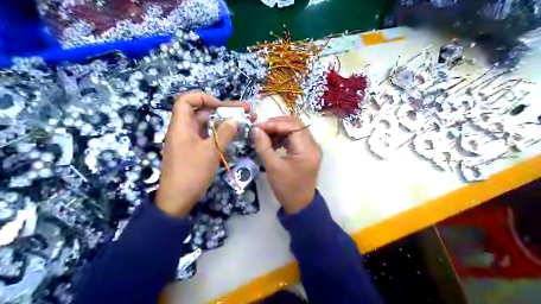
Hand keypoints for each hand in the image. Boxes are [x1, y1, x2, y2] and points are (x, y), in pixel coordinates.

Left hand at [154, 91, 251, 217]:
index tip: (221, 106)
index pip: (187, 100)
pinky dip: (220, 134)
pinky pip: (208, 137)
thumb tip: (235, 119)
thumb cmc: (192, 173)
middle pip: (203, 112)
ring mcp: (190, 141)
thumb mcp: (211, 151)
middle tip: (246, 111)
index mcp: (182, 126)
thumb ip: (224, 133)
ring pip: (208, 125)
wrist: (178, 199)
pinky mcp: (194, 151)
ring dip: (225, 123)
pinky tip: (234, 136)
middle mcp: (184, 130)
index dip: (204, 98)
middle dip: (224, 110)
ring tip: (244, 122)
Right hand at [252, 115, 322, 213]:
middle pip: (295, 125)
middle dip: (276, 124)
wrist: (299, 204)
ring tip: (264, 136)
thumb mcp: (272, 167)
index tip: (257, 127)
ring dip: (279, 130)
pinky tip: (272, 142)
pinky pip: (295, 137)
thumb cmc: (286, 188)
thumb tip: (255, 129)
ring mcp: (311, 147)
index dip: (274, 124)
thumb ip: (264, 146)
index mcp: (307, 149)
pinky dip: (283, 137)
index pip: (292, 126)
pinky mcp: (307, 151)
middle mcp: (313, 145)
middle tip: (260, 129)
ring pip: (295, 129)